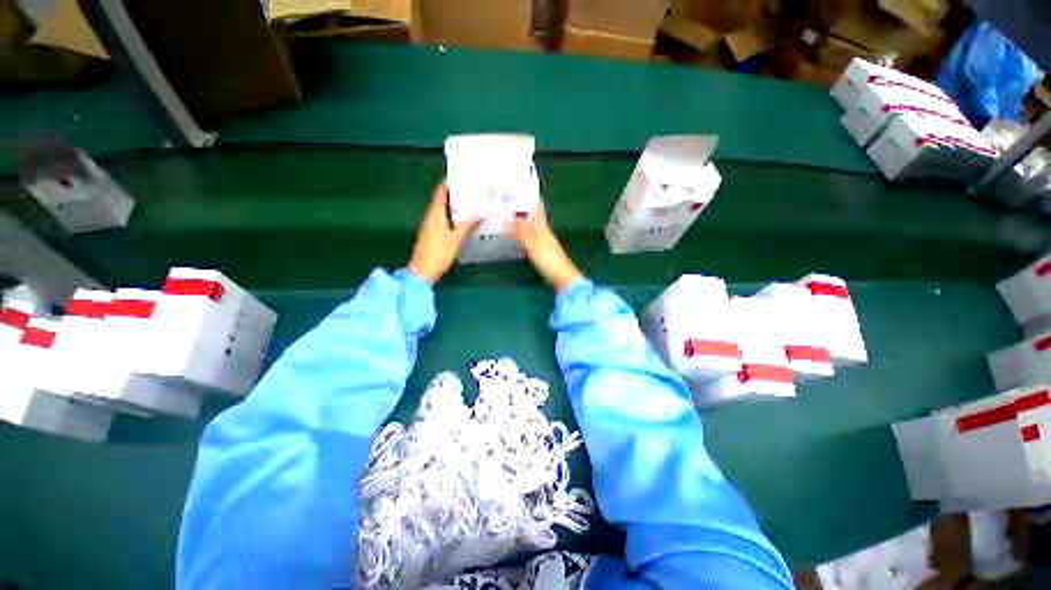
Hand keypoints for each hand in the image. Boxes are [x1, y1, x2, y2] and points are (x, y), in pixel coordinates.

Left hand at [408, 183, 479, 283]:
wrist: (423, 271)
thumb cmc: (439, 252)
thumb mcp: (457, 238)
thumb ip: (468, 224)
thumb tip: (480, 212)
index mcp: (435, 212)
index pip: (441, 191)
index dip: (451, 183)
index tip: (465, 178)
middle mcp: (431, 215)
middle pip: (444, 199)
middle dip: (458, 194)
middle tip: (475, 192)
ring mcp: (431, 225)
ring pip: (445, 210)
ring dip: (457, 206)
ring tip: (474, 204)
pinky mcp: (433, 233)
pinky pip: (445, 219)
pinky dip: (454, 217)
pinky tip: (466, 220)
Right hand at [512, 201, 581, 292]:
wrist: (563, 278)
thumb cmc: (549, 260)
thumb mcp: (533, 244)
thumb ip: (522, 231)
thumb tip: (510, 218)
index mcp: (543, 228)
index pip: (538, 210)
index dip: (532, 200)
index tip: (522, 191)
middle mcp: (545, 233)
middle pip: (534, 219)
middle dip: (524, 211)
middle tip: (509, 206)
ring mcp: (545, 244)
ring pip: (532, 229)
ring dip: (523, 224)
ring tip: (508, 220)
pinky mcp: (544, 255)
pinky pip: (531, 240)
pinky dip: (524, 236)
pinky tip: (517, 239)